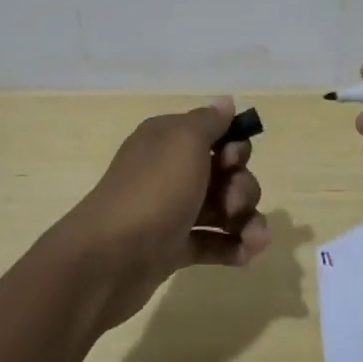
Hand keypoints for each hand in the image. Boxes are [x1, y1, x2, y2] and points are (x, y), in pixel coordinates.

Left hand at [50, 98, 267, 331]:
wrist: (108, 259)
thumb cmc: (153, 191)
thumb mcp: (184, 142)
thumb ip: (209, 121)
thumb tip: (225, 102)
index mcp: (168, 140)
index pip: (215, 134)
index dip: (234, 147)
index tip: (231, 161)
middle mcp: (170, 171)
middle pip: (225, 173)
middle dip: (242, 187)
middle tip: (232, 204)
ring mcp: (172, 211)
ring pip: (223, 209)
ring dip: (245, 220)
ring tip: (253, 239)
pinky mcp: (173, 248)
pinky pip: (212, 242)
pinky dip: (232, 246)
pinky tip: (247, 255)